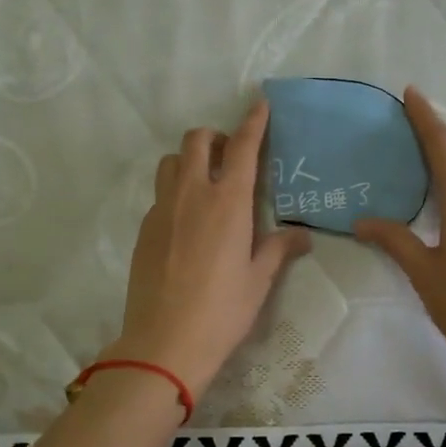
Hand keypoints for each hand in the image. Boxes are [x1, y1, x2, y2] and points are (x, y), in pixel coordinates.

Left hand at [102, 99, 311, 399]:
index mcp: (227, 202)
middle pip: (196, 141)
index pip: (242, 148)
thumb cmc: (222, 311)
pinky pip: (159, 194)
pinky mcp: (144, 228)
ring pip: (170, 162)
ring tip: (204, 182)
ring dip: (188, 159)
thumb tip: (302, 235)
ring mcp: (162, 210)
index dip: (253, 122)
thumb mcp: (258, 280)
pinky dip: (174, 191)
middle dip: (214, 137)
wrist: (164, 342)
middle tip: (229, 155)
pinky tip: (186, 222)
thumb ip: (278, 249)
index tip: (259, 104)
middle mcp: (192, 195)